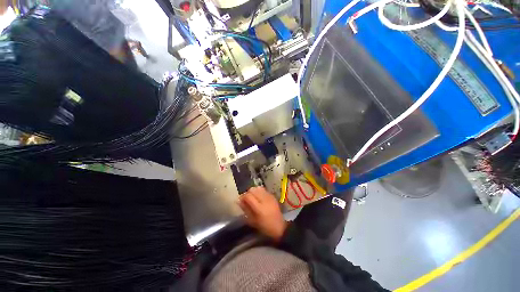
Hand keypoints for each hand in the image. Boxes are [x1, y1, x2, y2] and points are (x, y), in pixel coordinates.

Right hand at [238, 186, 287, 242]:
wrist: (280, 226)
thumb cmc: (265, 226)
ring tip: (253, 198)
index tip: (240, 200)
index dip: (243, 196)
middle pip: (253, 189)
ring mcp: (269, 196)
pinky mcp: (272, 195)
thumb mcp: (252, 221)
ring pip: (258, 188)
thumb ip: (245, 209)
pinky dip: (259, 192)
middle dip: (248, 193)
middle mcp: (264, 199)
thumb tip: (238, 201)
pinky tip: (259, 198)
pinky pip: (263, 190)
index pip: (248, 196)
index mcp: (259, 208)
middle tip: (247, 199)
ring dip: (254, 191)